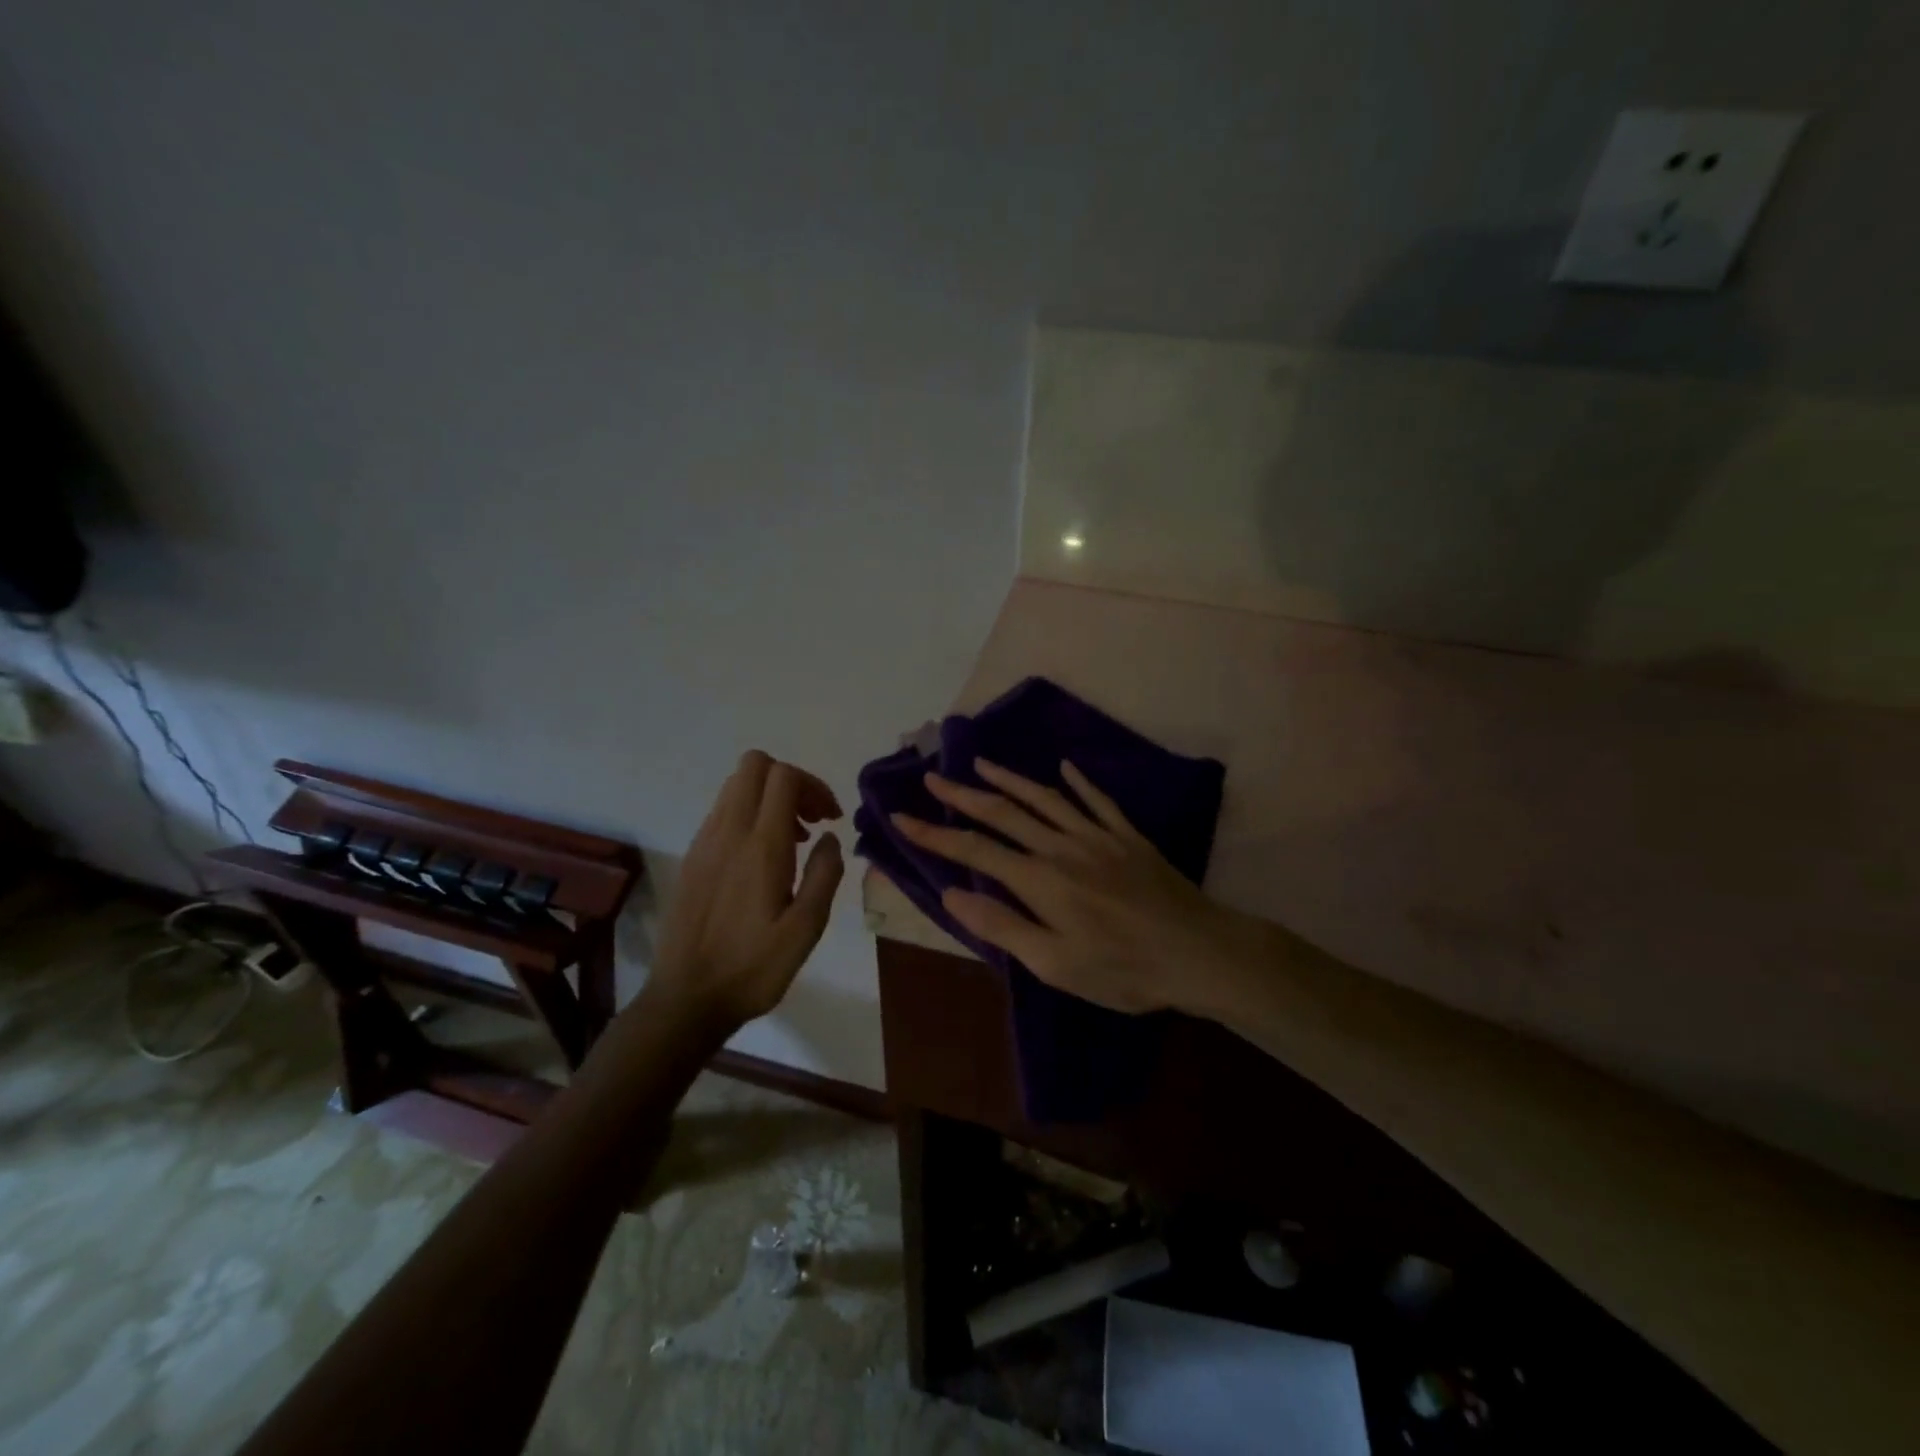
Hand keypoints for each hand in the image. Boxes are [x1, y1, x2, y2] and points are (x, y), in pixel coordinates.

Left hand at [650, 750, 845, 1027]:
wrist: (686, 999)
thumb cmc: (753, 968)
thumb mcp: (806, 929)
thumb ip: (824, 875)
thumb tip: (829, 838)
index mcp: (760, 847)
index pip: (783, 776)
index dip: (814, 785)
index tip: (830, 819)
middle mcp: (728, 833)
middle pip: (755, 765)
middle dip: (791, 781)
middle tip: (811, 819)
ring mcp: (704, 842)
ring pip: (736, 786)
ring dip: (769, 797)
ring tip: (792, 841)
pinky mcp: (692, 857)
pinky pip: (722, 812)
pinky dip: (749, 815)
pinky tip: (762, 859)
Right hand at [891, 759, 1246, 1014]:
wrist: (1198, 952)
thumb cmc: (1123, 969)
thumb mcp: (1055, 964)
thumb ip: (1003, 926)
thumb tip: (953, 895)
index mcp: (1040, 880)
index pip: (975, 850)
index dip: (935, 835)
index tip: (902, 817)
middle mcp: (1062, 847)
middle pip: (1004, 813)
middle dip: (963, 795)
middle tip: (933, 777)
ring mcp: (1098, 836)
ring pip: (1045, 798)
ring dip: (1010, 779)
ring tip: (982, 762)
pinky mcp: (1128, 836)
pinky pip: (1098, 800)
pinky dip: (1079, 782)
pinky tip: (1066, 768)